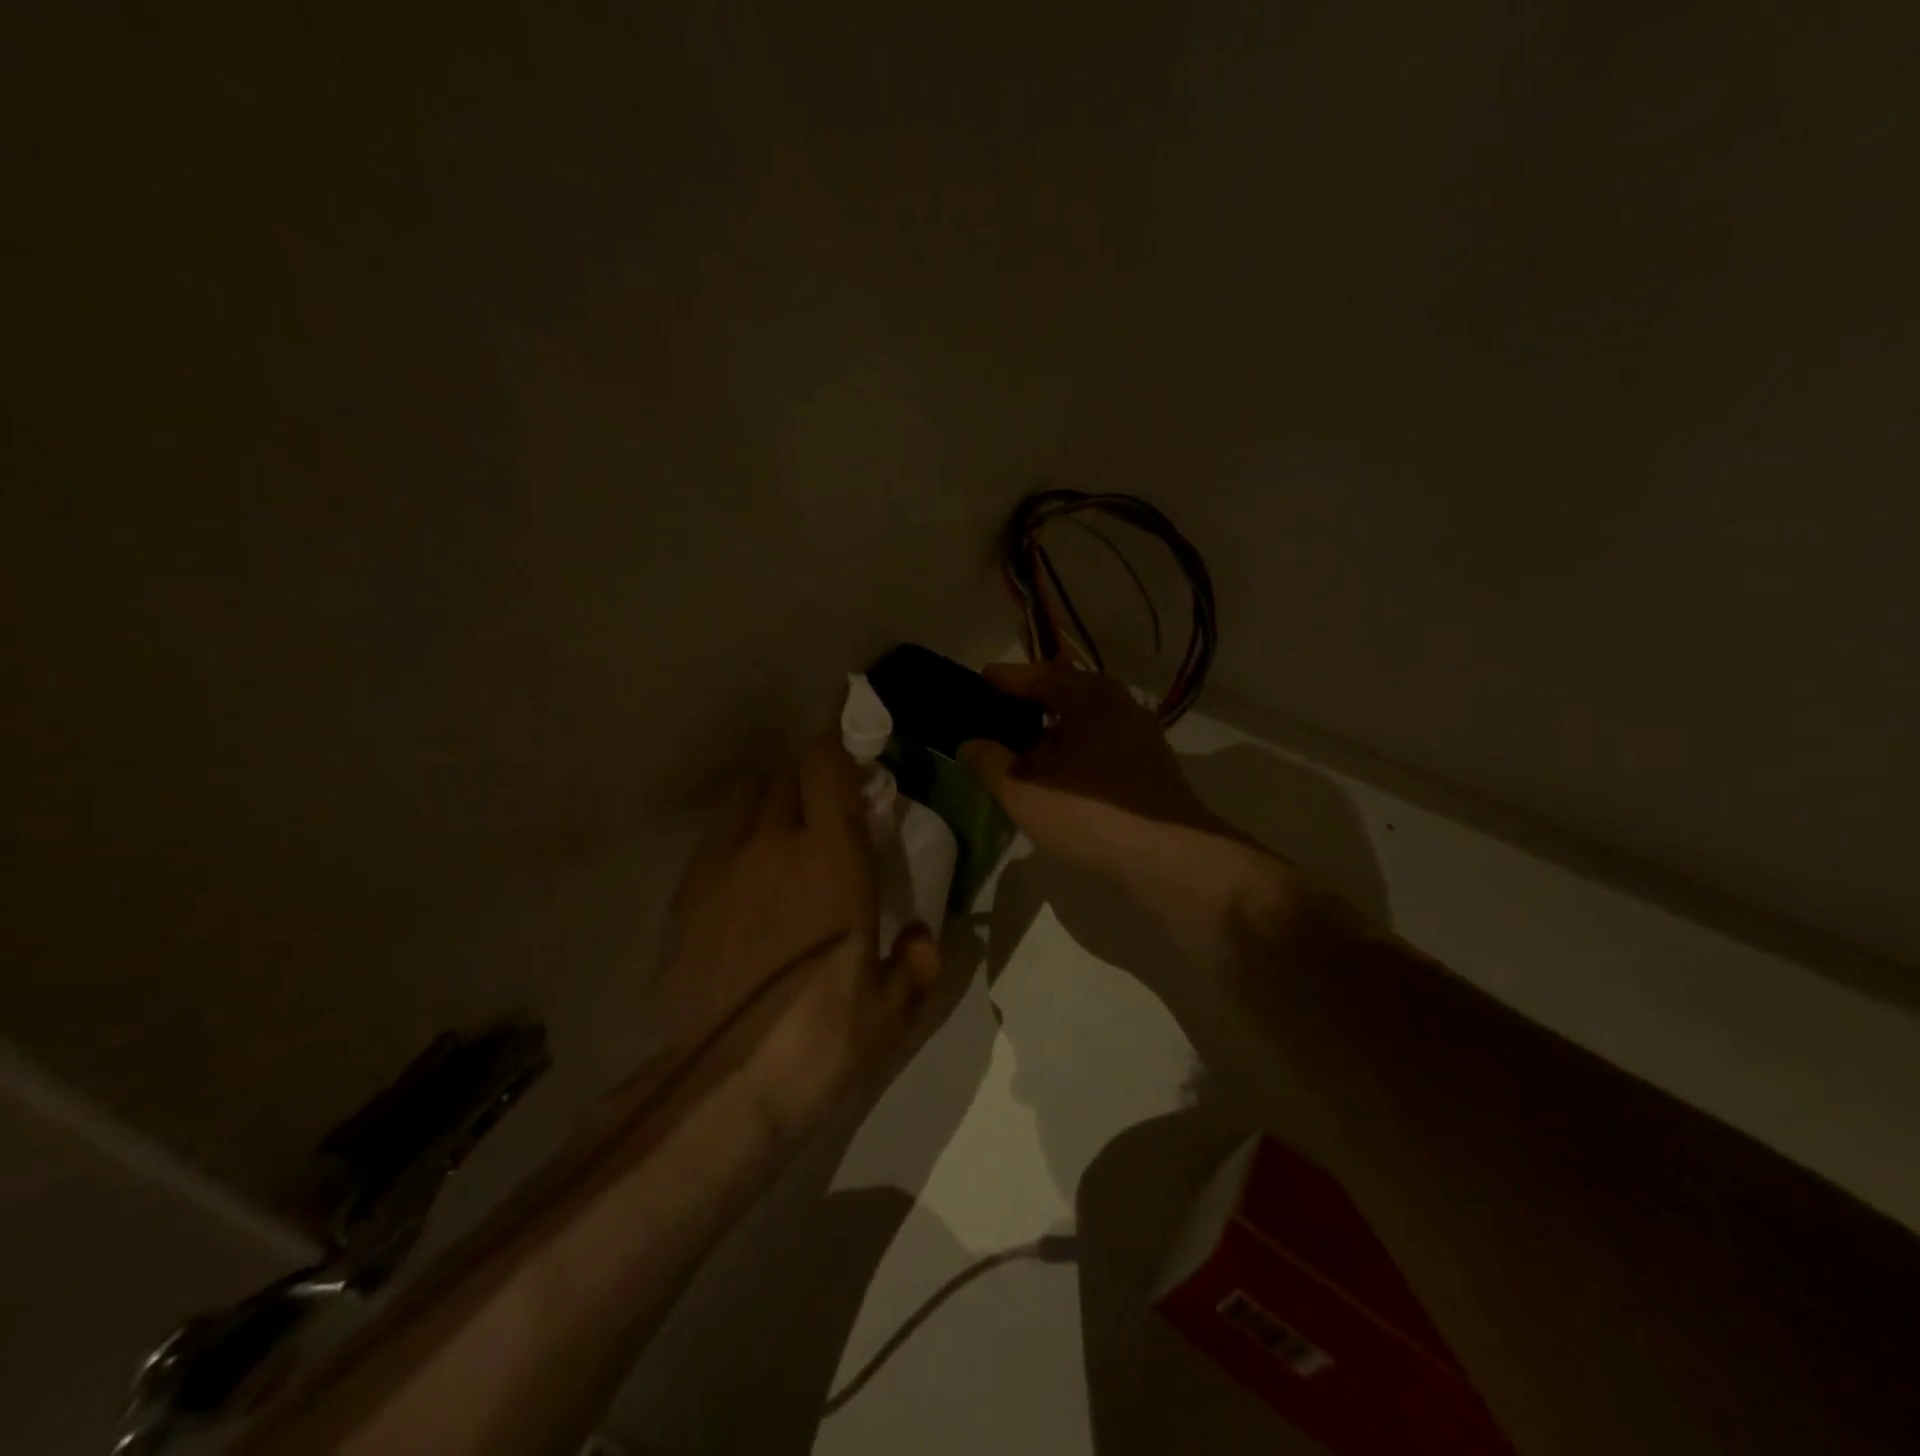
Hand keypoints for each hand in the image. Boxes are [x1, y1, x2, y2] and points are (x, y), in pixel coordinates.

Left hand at [657, 734, 943, 1143]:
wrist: (719, 1088)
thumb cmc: (820, 1040)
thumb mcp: (890, 1011)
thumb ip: (915, 964)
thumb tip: (920, 938)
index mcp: (831, 858)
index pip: (826, 767)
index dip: (838, 753)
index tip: (855, 766)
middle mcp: (772, 845)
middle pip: (784, 775)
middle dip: (808, 779)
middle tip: (826, 810)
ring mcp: (720, 867)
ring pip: (742, 799)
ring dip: (767, 801)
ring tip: (781, 835)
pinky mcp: (684, 898)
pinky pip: (714, 841)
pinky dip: (735, 839)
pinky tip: (745, 879)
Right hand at [958, 662, 1228, 874]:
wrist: (1168, 857)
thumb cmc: (1089, 812)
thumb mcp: (1024, 790)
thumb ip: (991, 763)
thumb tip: (970, 744)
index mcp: (1088, 697)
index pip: (1039, 676)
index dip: (1007, 678)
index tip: (982, 678)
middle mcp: (1119, 705)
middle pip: (1068, 692)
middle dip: (1034, 699)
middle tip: (1001, 710)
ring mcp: (1140, 736)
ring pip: (1088, 720)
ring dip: (1056, 728)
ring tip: (1025, 746)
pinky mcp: (1150, 767)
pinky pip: (1102, 743)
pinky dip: (1076, 749)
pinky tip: (1060, 774)